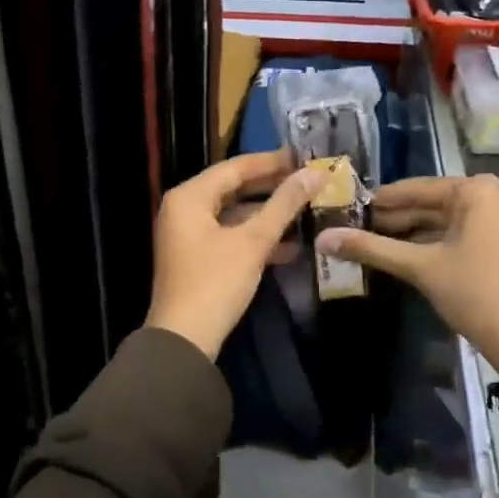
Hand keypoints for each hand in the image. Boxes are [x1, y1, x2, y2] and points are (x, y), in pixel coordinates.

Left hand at [145, 150, 322, 359]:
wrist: (183, 340)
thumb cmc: (215, 282)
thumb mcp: (253, 242)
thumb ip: (283, 205)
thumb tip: (314, 174)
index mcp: (189, 196)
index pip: (235, 167)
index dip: (271, 162)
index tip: (304, 157)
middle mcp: (184, 209)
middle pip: (233, 188)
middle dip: (271, 187)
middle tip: (308, 181)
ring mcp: (188, 235)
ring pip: (233, 214)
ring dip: (267, 215)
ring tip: (306, 211)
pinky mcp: (197, 258)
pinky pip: (229, 236)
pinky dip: (255, 238)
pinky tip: (290, 247)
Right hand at [316, 175, 498, 376]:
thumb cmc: (477, 293)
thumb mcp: (420, 268)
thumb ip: (371, 248)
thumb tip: (323, 238)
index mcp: (478, 190)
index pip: (416, 188)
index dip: (380, 200)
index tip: (347, 207)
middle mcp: (497, 195)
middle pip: (433, 203)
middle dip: (396, 218)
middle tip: (355, 228)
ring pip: (448, 220)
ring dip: (414, 232)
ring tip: (373, 243)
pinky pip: (465, 233)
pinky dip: (437, 243)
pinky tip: (406, 255)